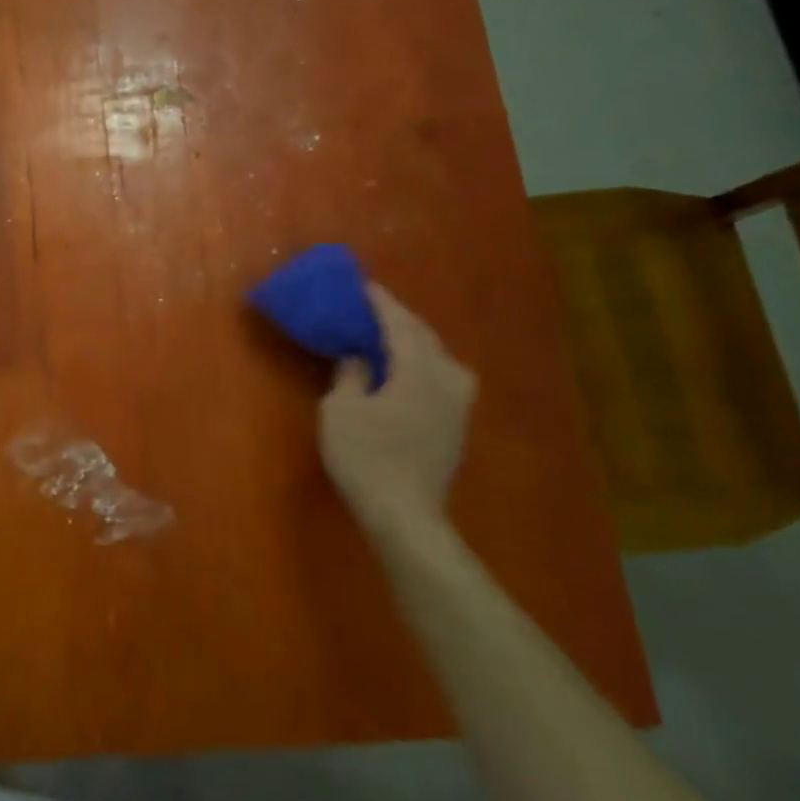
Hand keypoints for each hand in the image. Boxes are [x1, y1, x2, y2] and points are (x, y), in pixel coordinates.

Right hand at [317, 285, 477, 540]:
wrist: (405, 514)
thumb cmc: (366, 457)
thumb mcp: (341, 410)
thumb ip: (350, 374)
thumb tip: (358, 357)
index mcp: (419, 369)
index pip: (400, 323)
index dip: (380, 302)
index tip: (362, 285)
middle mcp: (448, 378)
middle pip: (423, 336)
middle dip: (397, 319)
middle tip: (369, 308)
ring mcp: (458, 403)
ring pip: (436, 357)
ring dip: (410, 342)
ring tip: (384, 337)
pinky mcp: (456, 423)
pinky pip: (438, 376)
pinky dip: (418, 364)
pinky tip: (401, 371)